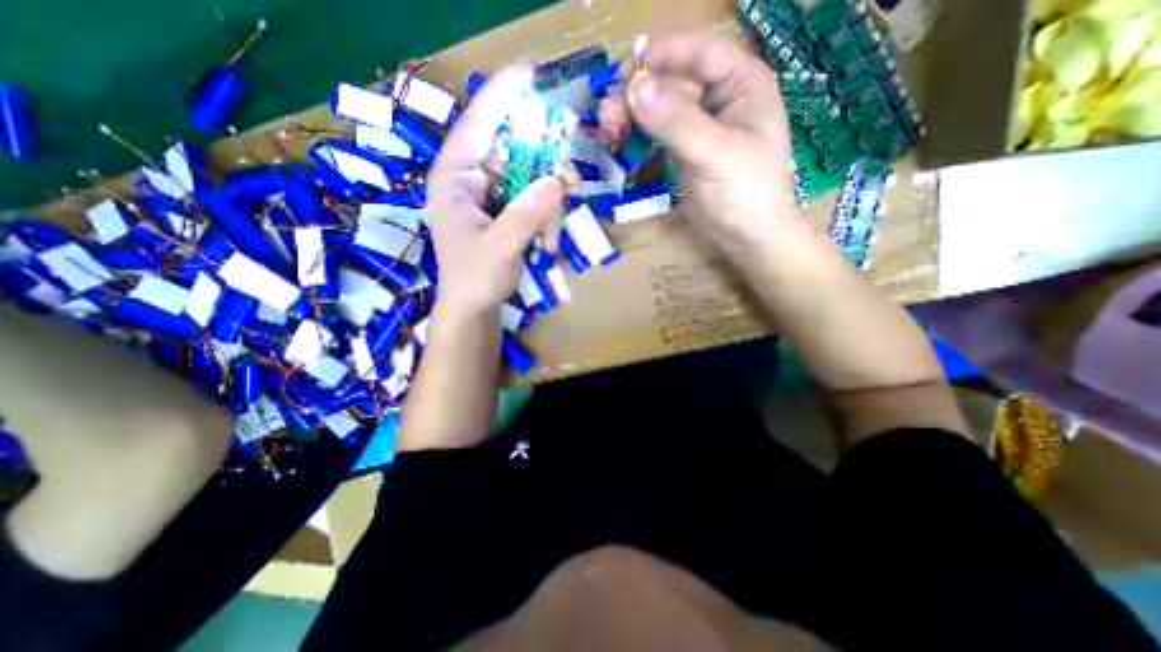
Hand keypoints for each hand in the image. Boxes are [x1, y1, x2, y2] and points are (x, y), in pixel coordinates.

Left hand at [430, 65, 567, 318]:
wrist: (473, 307)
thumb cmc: (476, 278)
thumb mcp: (501, 247)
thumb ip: (527, 215)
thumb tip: (559, 181)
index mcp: (454, 180)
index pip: (476, 126)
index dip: (501, 97)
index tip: (528, 73)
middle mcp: (467, 180)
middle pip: (502, 146)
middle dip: (533, 140)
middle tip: (563, 131)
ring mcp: (484, 196)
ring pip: (517, 170)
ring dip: (541, 174)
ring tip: (563, 177)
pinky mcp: (498, 211)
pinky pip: (523, 193)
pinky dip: (541, 197)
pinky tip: (554, 208)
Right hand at [603, 33, 803, 254]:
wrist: (746, 236)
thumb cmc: (745, 193)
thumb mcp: (715, 154)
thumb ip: (677, 122)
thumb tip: (634, 90)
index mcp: (742, 83)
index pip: (699, 51)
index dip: (662, 55)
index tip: (625, 73)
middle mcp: (720, 96)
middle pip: (673, 79)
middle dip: (639, 92)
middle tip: (608, 115)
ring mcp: (700, 123)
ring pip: (660, 104)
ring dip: (633, 112)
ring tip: (608, 127)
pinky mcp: (684, 148)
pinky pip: (657, 130)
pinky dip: (638, 132)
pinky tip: (621, 138)